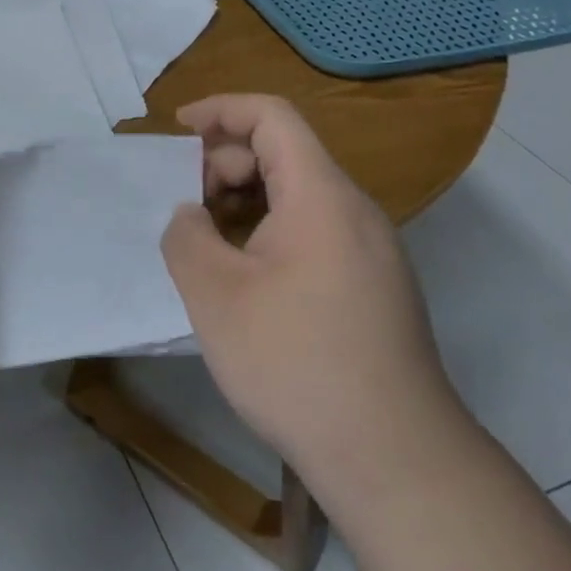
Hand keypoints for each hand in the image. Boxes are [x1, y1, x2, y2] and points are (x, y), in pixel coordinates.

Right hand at [160, 95, 467, 512]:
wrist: (395, 461)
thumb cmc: (297, 364)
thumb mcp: (215, 295)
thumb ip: (186, 235)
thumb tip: (191, 216)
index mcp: (321, 196)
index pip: (272, 116)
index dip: (220, 109)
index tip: (176, 129)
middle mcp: (355, 211)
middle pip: (285, 153)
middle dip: (225, 163)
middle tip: (185, 206)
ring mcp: (371, 251)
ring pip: (298, 195)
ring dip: (245, 201)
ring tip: (206, 243)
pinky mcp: (374, 286)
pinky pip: (315, 231)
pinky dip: (270, 231)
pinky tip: (243, 278)